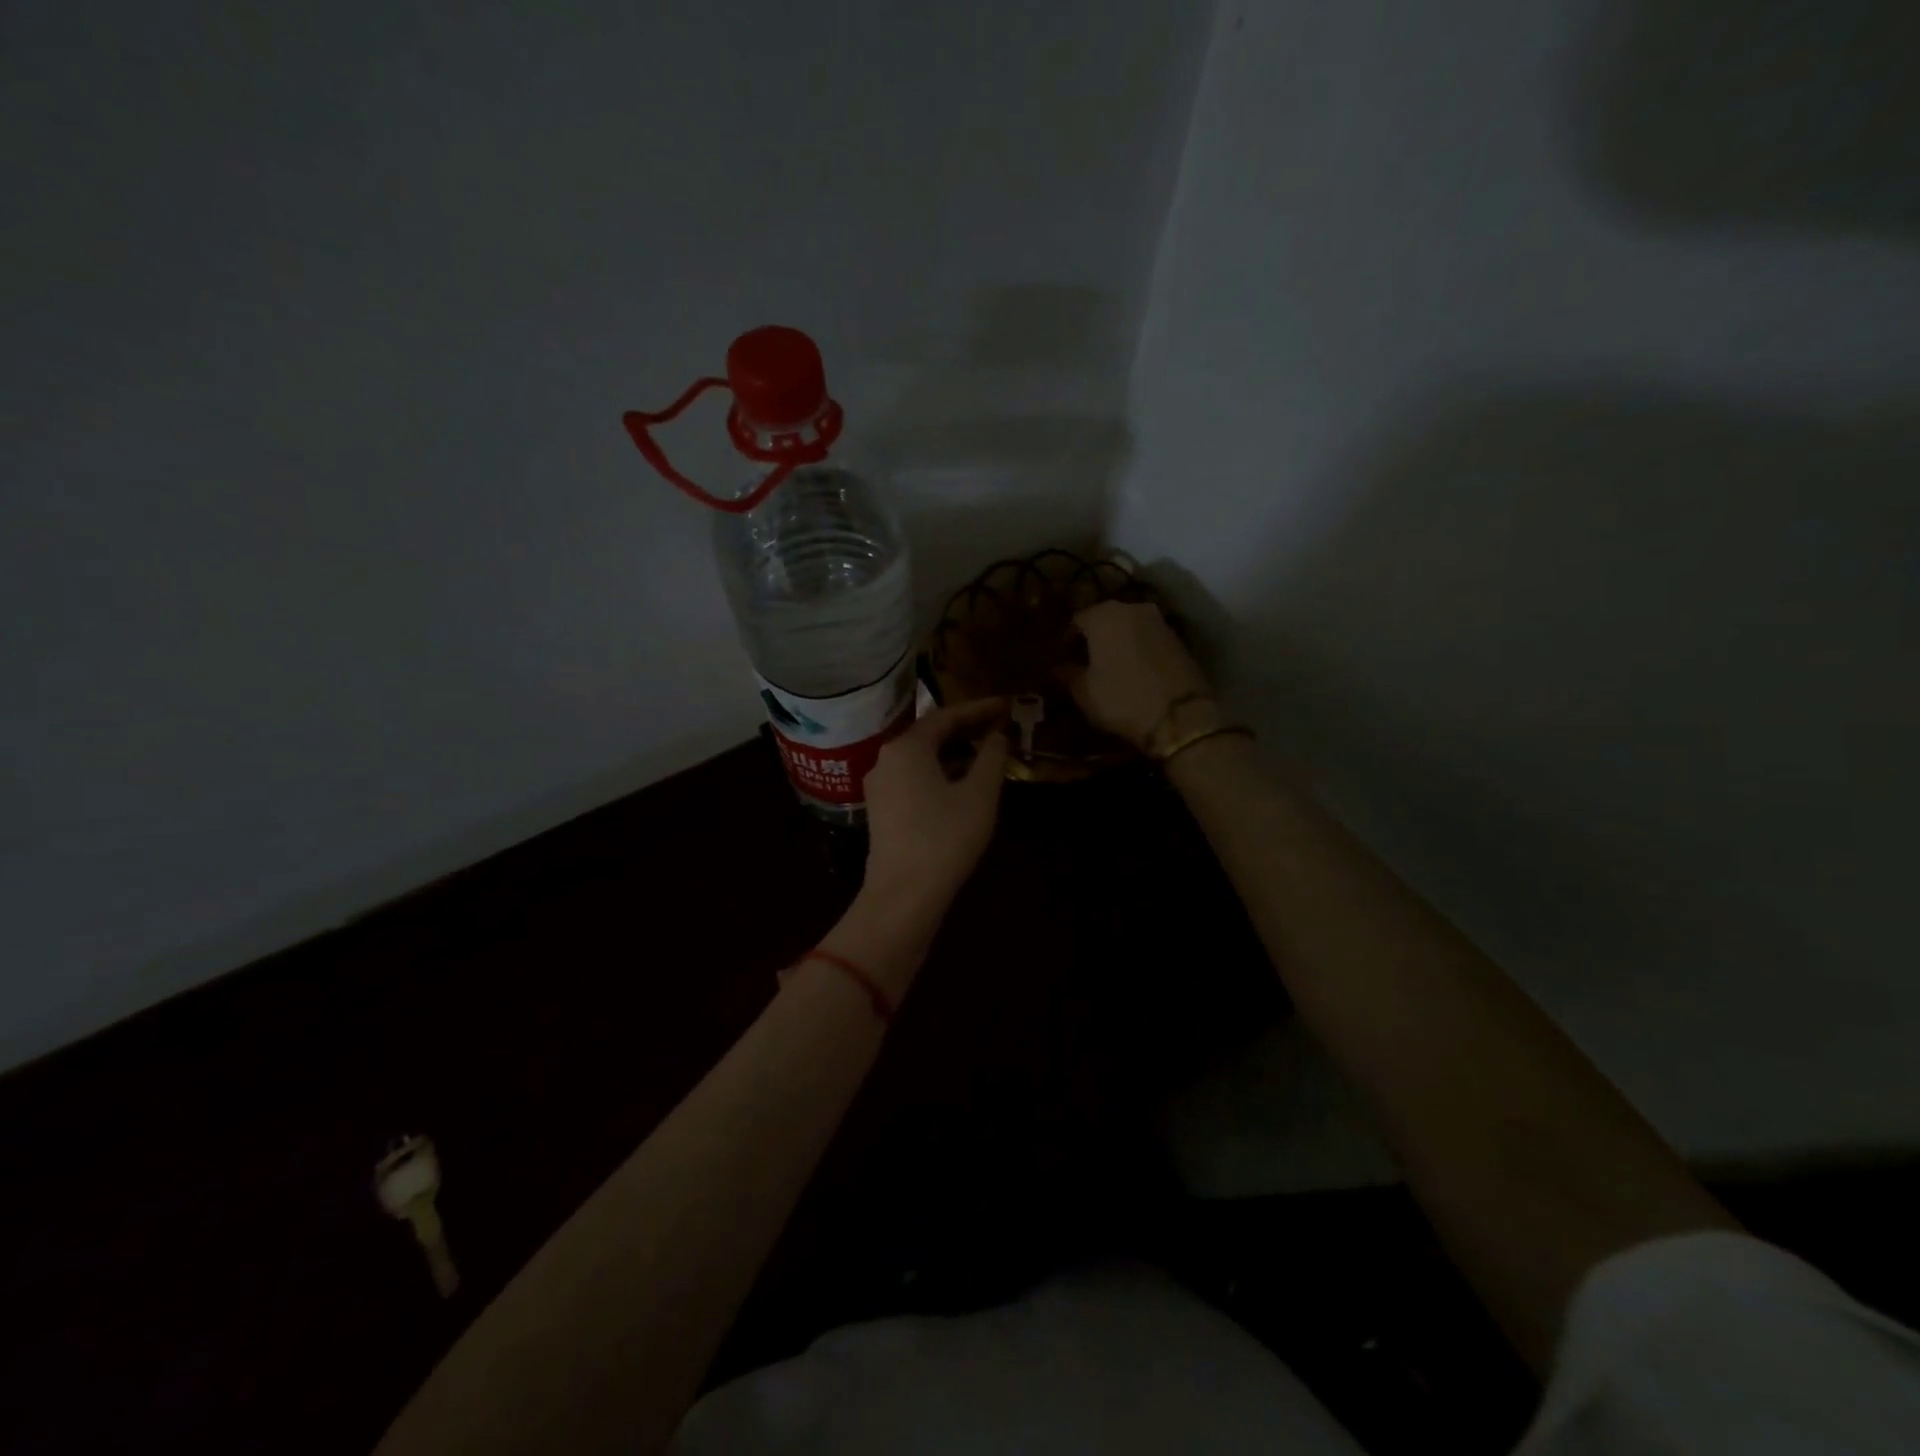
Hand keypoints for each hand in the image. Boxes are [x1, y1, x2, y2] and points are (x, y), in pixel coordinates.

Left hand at [861, 697, 1009, 913]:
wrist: (903, 894)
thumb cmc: (945, 837)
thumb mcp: (979, 794)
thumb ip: (991, 758)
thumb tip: (997, 735)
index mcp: (907, 747)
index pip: (947, 715)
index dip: (978, 709)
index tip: (1004, 704)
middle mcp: (886, 758)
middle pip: (929, 734)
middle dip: (964, 729)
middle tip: (997, 725)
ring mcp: (879, 785)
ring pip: (920, 757)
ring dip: (952, 752)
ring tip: (984, 753)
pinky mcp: (881, 809)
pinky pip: (912, 777)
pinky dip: (938, 772)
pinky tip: (960, 782)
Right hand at [1060, 601, 1213, 749]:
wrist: (1181, 716)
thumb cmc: (1122, 699)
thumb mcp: (1084, 692)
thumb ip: (1066, 673)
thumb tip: (1057, 667)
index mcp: (1103, 615)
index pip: (1074, 621)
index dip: (1064, 642)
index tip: (1059, 661)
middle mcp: (1132, 608)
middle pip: (1103, 619)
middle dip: (1091, 639)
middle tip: (1082, 663)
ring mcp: (1159, 621)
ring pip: (1127, 627)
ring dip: (1115, 643)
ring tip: (1107, 668)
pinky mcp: (1178, 638)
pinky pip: (1147, 639)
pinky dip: (1136, 649)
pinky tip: (1131, 670)